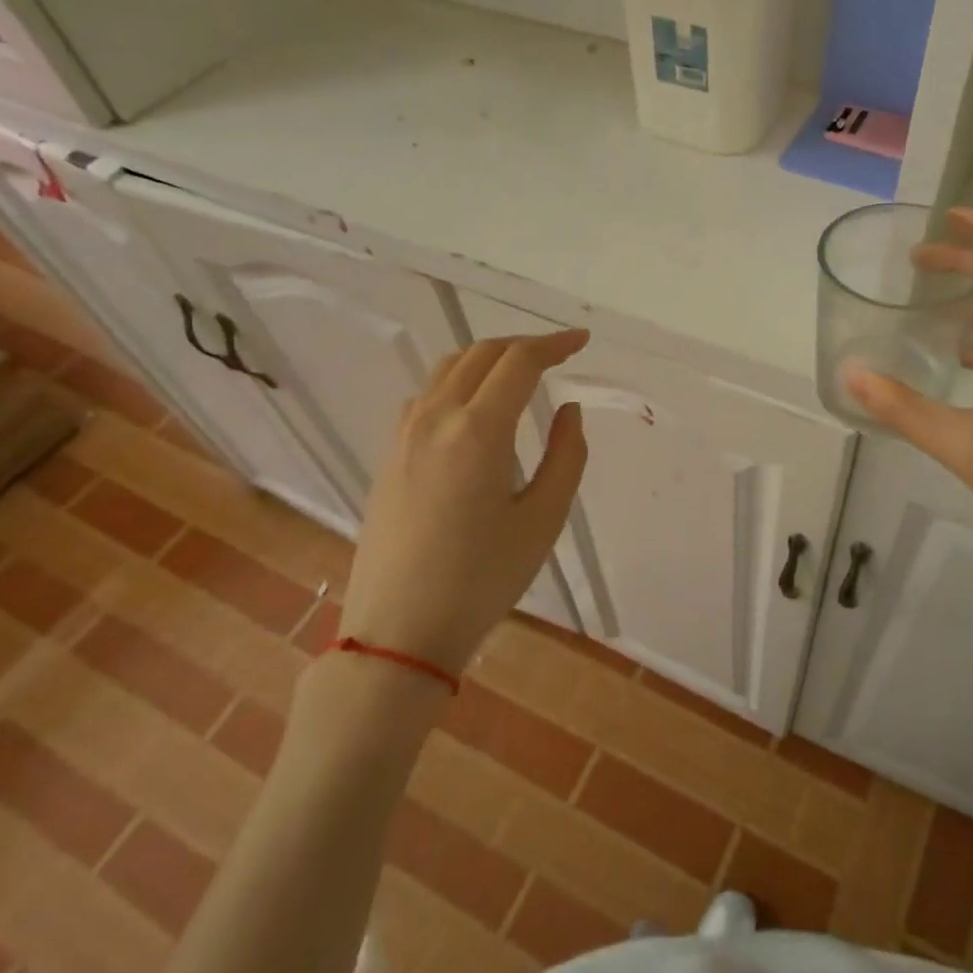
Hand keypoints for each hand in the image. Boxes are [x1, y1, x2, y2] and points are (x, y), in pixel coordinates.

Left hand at [342, 331, 588, 673]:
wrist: (399, 630)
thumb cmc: (482, 579)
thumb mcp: (543, 519)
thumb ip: (566, 455)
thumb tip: (567, 410)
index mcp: (478, 430)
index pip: (519, 362)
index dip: (554, 344)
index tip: (582, 342)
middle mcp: (435, 417)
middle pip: (482, 354)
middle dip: (524, 345)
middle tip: (558, 355)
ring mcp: (404, 434)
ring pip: (449, 368)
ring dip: (489, 358)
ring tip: (520, 373)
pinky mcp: (390, 453)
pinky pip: (426, 393)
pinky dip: (459, 380)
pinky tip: (474, 407)